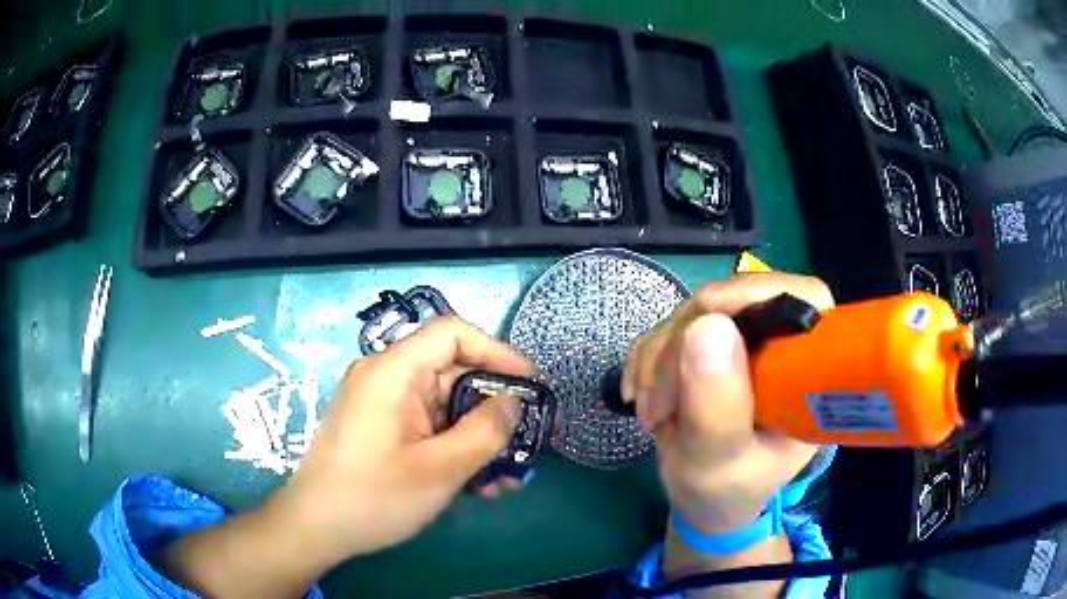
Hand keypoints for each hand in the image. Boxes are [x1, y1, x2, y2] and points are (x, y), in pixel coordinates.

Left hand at [277, 317, 534, 564]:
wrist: (316, 528)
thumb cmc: (374, 496)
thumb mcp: (440, 469)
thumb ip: (485, 431)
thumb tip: (513, 403)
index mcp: (393, 371)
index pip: (452, 334)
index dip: (497, 352)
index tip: (530, 385)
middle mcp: (387, 378)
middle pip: (453, 374)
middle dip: (494, 409)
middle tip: (529, 441)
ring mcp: (384, 405)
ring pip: (446, 407)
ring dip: (479, 438)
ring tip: (507, 477)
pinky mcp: (384, 429)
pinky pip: (429, 427)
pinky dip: (455, 448)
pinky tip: (478, 484)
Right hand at [622, 273, 833, 533]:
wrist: (703, 501)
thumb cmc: (726, 492)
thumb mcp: (721, 464)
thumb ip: (718, 406)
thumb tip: (706, 325)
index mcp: (809, 372)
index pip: (803, 299)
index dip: (756, 294)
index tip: (703, 319)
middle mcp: (782, 346)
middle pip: (734, 302)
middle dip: (683, 345)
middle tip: (657, 403)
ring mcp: (746, 341)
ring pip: (695, 312)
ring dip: (658, 359)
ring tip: (651, 413)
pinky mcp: (714, 344)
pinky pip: (671, 327)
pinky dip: (648, 359)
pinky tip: (643, 396)